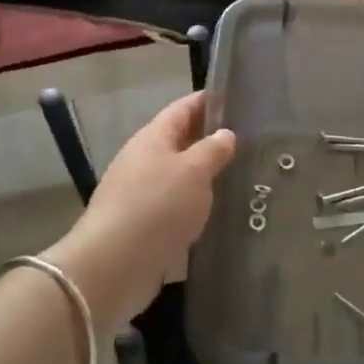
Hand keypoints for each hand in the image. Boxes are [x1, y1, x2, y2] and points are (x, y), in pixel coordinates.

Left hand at [52, 92, 235, 324]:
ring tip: (241, 177)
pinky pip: (176, 208)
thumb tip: (225, 134)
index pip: (183, 108)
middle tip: (251, 141)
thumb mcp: (193, 171)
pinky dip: (196, 206)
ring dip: (206, 176)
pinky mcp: (144, 227)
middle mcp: (144, 161)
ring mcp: (141, 195)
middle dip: (211, 140)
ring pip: (180, 177)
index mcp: (153, 138)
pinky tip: (220, 214)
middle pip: (181, 142)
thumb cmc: (156, 207)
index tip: (237, 97)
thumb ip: (213, 150)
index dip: (207, 100)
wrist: (113, 266)